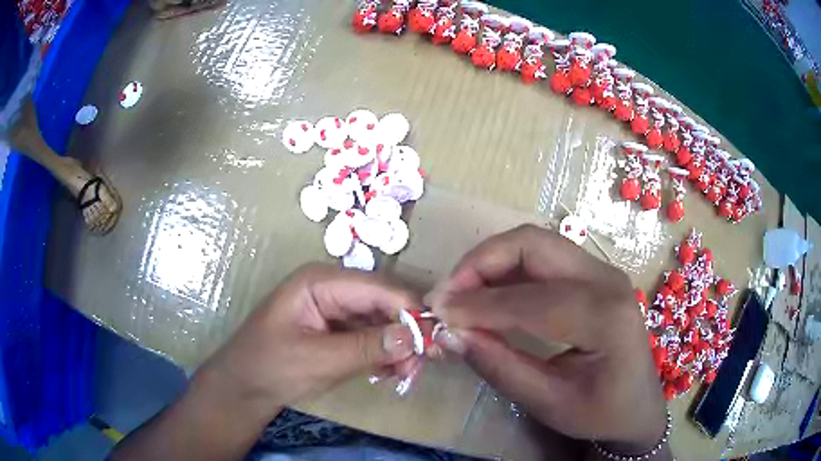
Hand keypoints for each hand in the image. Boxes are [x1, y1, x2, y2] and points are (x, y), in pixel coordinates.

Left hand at [200, 263, 422, 418]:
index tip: (435, 341)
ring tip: (404, 375)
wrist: (244, 386)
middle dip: (405, 333)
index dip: (410, 311)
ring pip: (381, 321)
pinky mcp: (337, 328)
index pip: (379, 288)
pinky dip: (383, 353)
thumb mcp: (319, 359)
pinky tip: (388, 372)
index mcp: (321, 281)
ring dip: (396, 346)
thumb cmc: (271, 366)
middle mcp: (332, 287)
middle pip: (383, 303)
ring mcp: (335, 308)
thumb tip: (417, 337)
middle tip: (419, 366)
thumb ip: (368, 347)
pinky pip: (370, 335)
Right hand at [430, 225, 668, 455]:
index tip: (435, 313)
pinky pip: (542, 256)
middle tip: (446, 294)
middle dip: (480, 263)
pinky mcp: (592, 275)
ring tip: (461, 293)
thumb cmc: (601, 412)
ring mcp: (601, 271)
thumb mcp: (549, 402)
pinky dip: (507, 267)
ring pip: (535, 242)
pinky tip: (488, 292)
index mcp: (605, 317)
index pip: (529, 299)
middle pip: (532, 244)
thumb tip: (450, 334)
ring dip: (491, 261)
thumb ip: (499, 366)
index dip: (476, 305)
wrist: (638, 406)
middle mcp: (606, 280)